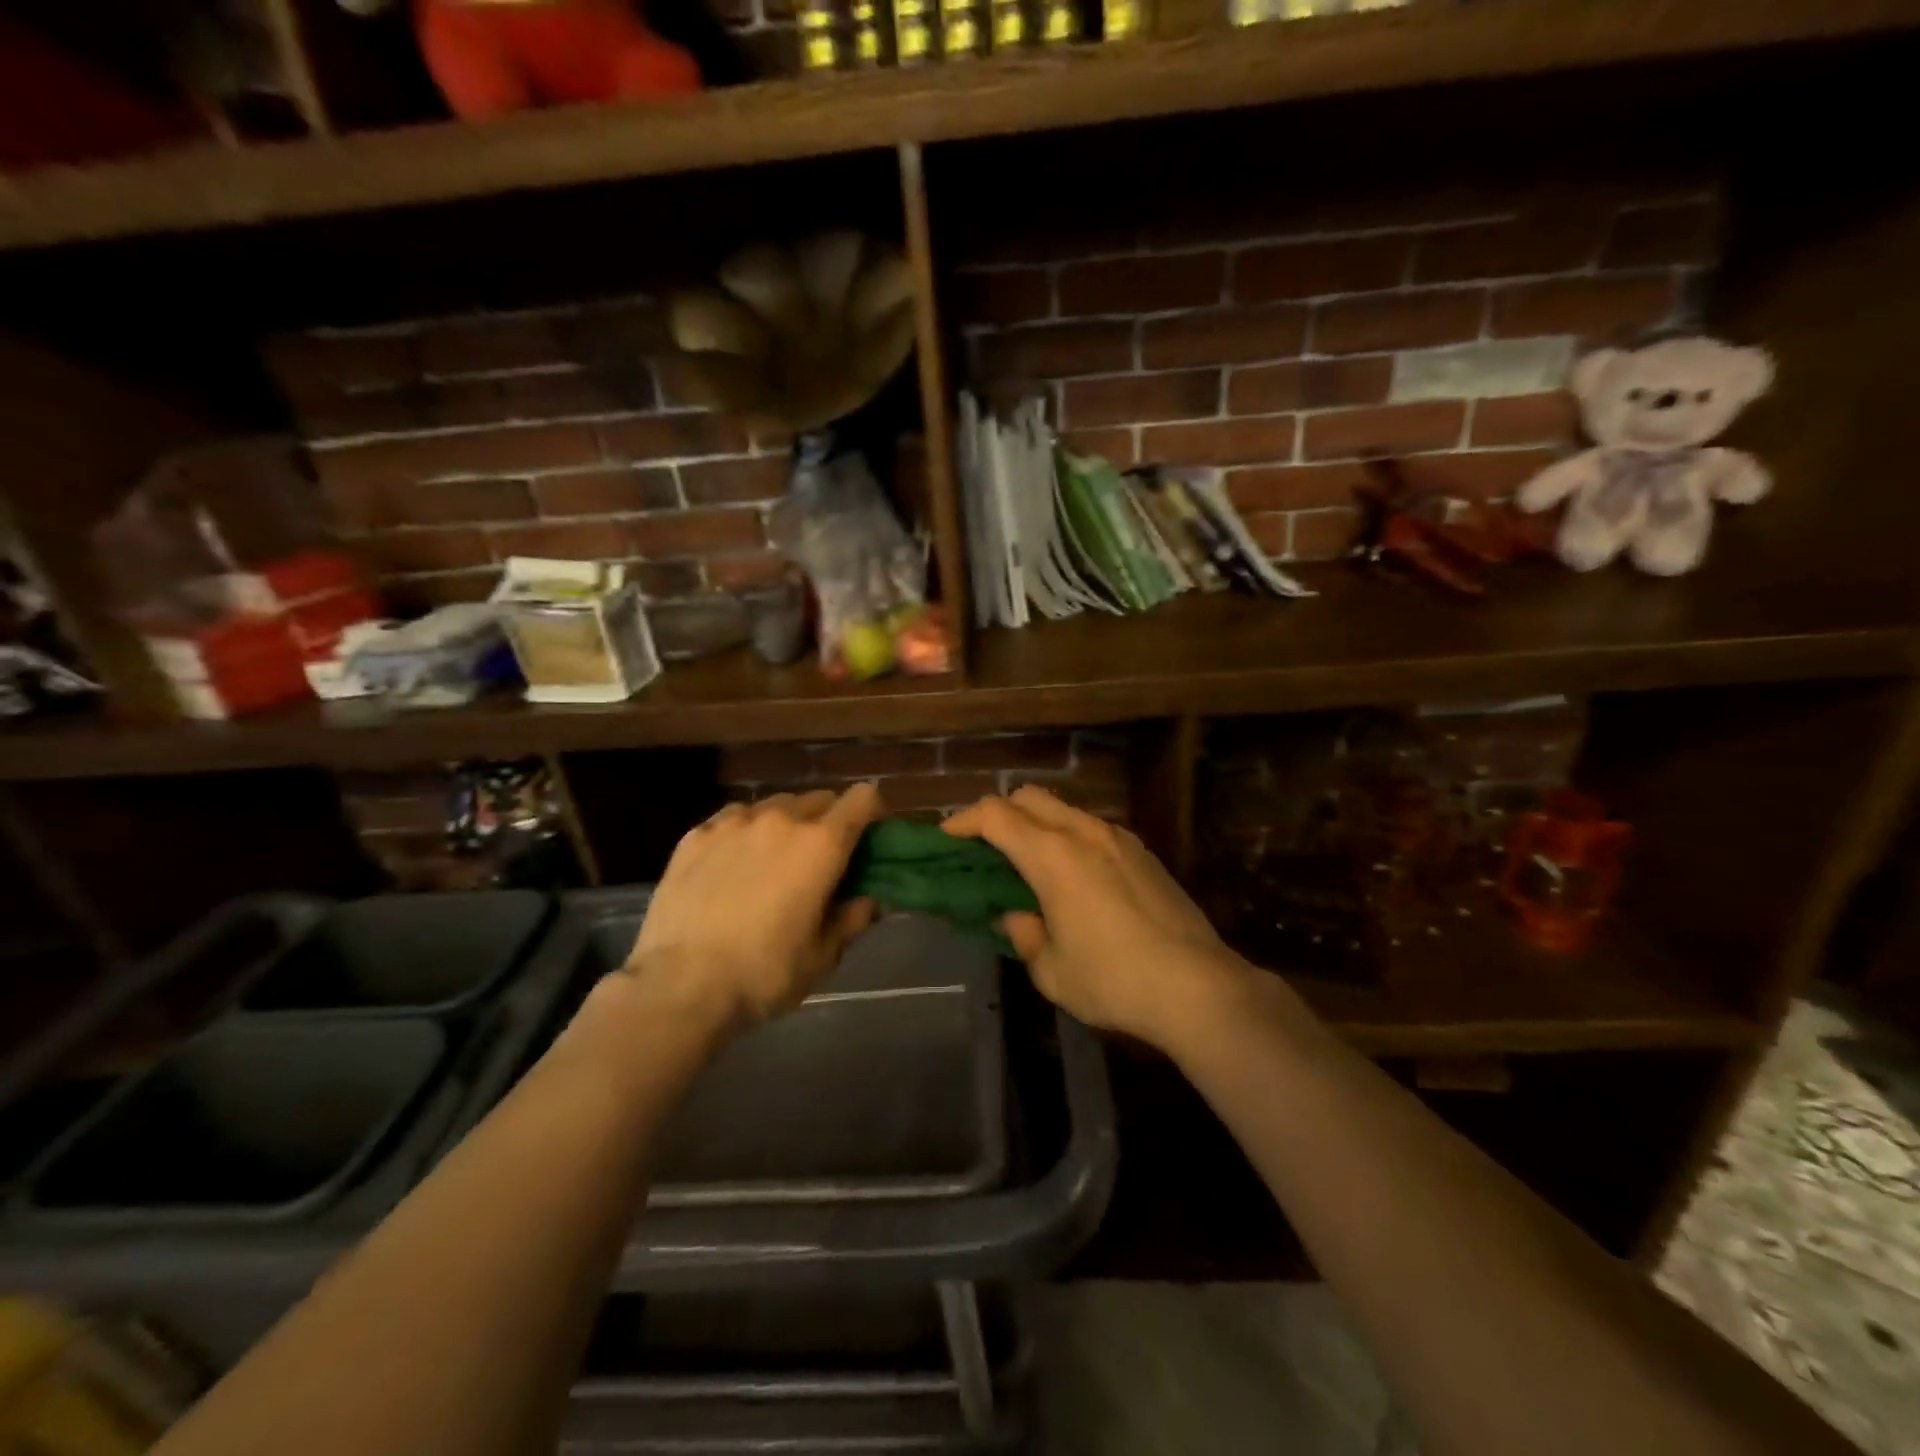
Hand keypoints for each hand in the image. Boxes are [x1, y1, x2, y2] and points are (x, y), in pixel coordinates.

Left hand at [624, 784, 883, 1032]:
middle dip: (828, 822)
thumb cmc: (764, 974)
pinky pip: (733, 818)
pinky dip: (744, 832)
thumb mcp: (822, 957)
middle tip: (820, 859)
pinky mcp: (696, 834)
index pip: (862, 799)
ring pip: (774, 806)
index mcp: (821, 845)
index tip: (869, 838)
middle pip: (819, 799)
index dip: (872, 813)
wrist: (680, 986)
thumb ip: (852, 919)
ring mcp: (734, 822)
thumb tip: (868, 900)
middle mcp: (781, 819)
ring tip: (772, 860)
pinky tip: (732, 864)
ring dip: (785, 824)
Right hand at [942, 786, 1254, 1049]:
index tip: (947, 837)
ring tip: (1029, 864)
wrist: (1199, 986)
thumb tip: (1015, 916)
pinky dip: (1068, 837)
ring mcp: (1118, 838)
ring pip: (1063, 809)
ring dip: (1036, 825)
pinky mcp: (1143, 852)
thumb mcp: (1052, 971)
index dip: (964, 820)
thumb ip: (1024, 935)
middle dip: (999, 813)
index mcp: (1053, 856)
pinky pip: (1092, 828)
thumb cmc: (1114, 980)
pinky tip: (1074, 877)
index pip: (996, 815)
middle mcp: (1083, 833)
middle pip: (1029, 797)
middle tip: (985, 847)